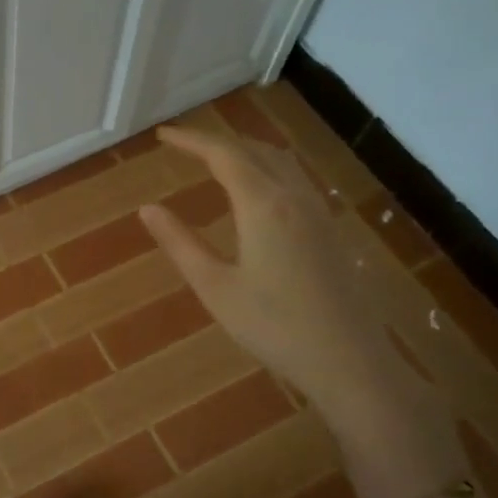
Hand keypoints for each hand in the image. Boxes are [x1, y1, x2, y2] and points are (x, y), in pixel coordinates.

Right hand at [139, 125, 382, 415]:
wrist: (350, 361)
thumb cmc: (274, 327)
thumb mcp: (215, 287)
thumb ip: (180, 243)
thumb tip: (147, 209)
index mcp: (263, 204)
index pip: (223, 154)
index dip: (191, 140)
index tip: (162, 135)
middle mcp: (294, 197)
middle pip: (254, 150)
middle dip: (216, 141)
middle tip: (183, 143)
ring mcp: (318, 212)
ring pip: (280, 161)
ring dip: (245, 150)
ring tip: (216, 158)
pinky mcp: (331, 230)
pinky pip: (296, 179)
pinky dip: (267, 167)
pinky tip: (258, 190)